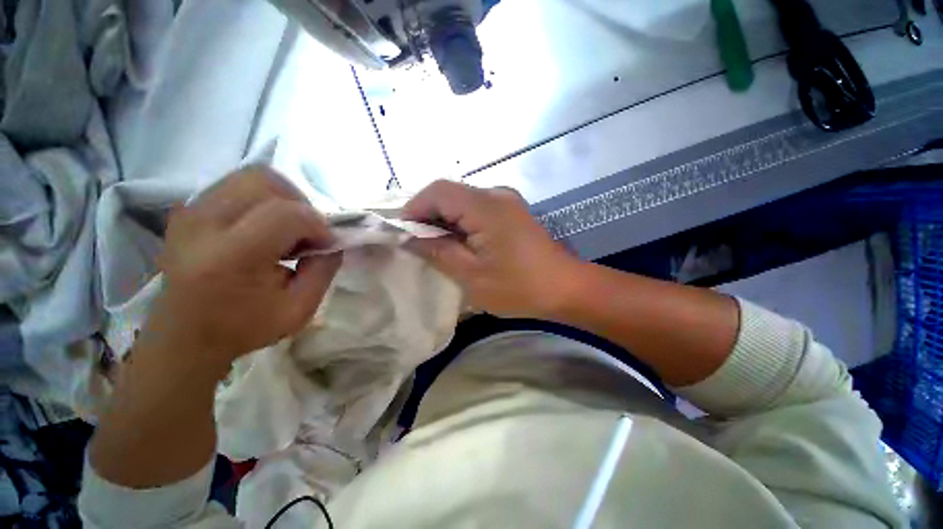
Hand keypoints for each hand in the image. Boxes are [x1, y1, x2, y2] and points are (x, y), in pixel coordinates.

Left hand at [137, 166, 341, 374]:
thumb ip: (325, 270)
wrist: (183, 337)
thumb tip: (334, 240)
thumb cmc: (243, 328)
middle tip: (305, 231)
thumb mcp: (300, 309)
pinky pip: (234, 185)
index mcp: (231, 257)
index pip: (286, 213)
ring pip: (250, 176)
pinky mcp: (186, 210)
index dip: (318, 223)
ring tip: (285, 228)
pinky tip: (262, 228)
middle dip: (299, 202)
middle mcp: (204, 224)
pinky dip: (261, 200)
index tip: (325, 244)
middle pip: (264, 180)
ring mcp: (190, 212)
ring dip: (281, 198)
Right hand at [403, 180, 582, 317]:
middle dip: (428, 216)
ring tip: (436, 246)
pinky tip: (460, 242)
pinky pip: (477, 209)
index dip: (414, 208)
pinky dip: (462, 222)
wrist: (565, 288)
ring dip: (445, 220)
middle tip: (417, 243)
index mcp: (485, 206)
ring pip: (463, 201)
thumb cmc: (518, 286)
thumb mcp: (471, 275)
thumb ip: (437, 251)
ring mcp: (506, 201)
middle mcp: (496, 194)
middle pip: (450, 194)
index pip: (438, 191)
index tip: (403, 233)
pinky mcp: (512, 211)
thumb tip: (409, 237)